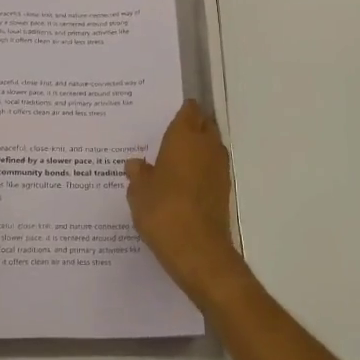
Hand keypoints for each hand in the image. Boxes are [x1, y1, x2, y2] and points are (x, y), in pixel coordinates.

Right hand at [126, 100, 250, 309]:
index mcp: (185, 137)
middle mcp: (207, 146)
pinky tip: (182, 183)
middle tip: (168, 135)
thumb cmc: (163, 211)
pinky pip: (211, 170)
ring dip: (197, 150)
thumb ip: (138, 174)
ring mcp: (219, 169)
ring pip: (210, 148)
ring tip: (173, 159)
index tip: (168, 114)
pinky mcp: (223, 191)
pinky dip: (200, 171)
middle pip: (204, 126)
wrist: (198, 249)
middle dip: (191, 127)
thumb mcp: (139, 192)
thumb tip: (136, 164)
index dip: (182, 110)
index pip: (189, 111)